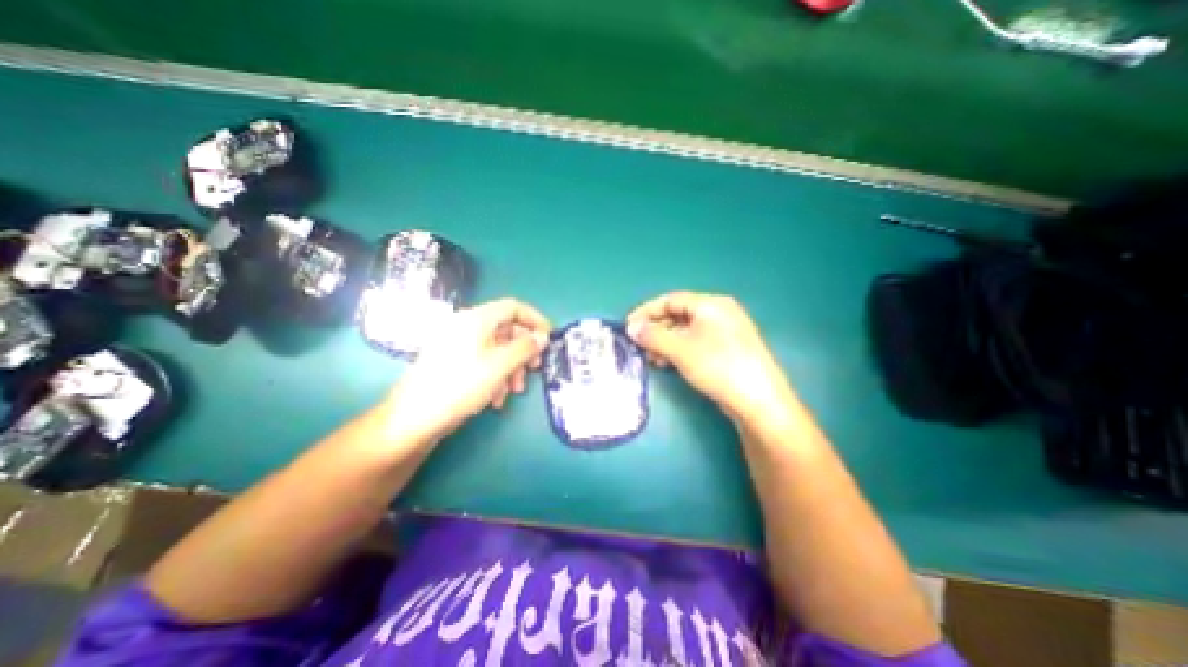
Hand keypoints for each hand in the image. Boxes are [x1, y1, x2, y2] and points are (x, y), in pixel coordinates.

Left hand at [381, 297, 551, 443]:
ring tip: (515, 390)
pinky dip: (496, 376)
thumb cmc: (460, 385)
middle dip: (523, 350)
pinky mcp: (454, 363)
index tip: (549, 337)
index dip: (535, 319)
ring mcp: (459, 345)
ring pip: (497, 349)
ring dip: (512, 368)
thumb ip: (525, 348)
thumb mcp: (500, 365)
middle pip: (506, 329)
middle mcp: (467, 327)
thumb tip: (543, 337)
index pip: (513, 307)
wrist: (414, 419)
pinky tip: (497, 399)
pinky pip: (484, 361)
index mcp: (476, 319)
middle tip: (535, 368)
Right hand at [624, 292, 791, 421]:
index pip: (671, 300)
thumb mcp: (681, 349)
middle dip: (656, 329)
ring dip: (665, 342)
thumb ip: (653, 336)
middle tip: (638, 344)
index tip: (628, 326)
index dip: (647, 311)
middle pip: (678, 314)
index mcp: (711, 304)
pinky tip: (668, 363)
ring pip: (686, 331)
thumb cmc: (718, 366)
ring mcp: (725, 332)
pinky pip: (695, 343)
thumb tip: (632, 328)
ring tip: (651, 358)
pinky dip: (678, 350)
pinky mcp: (727, 351)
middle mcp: (719, 313)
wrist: (758, 401)